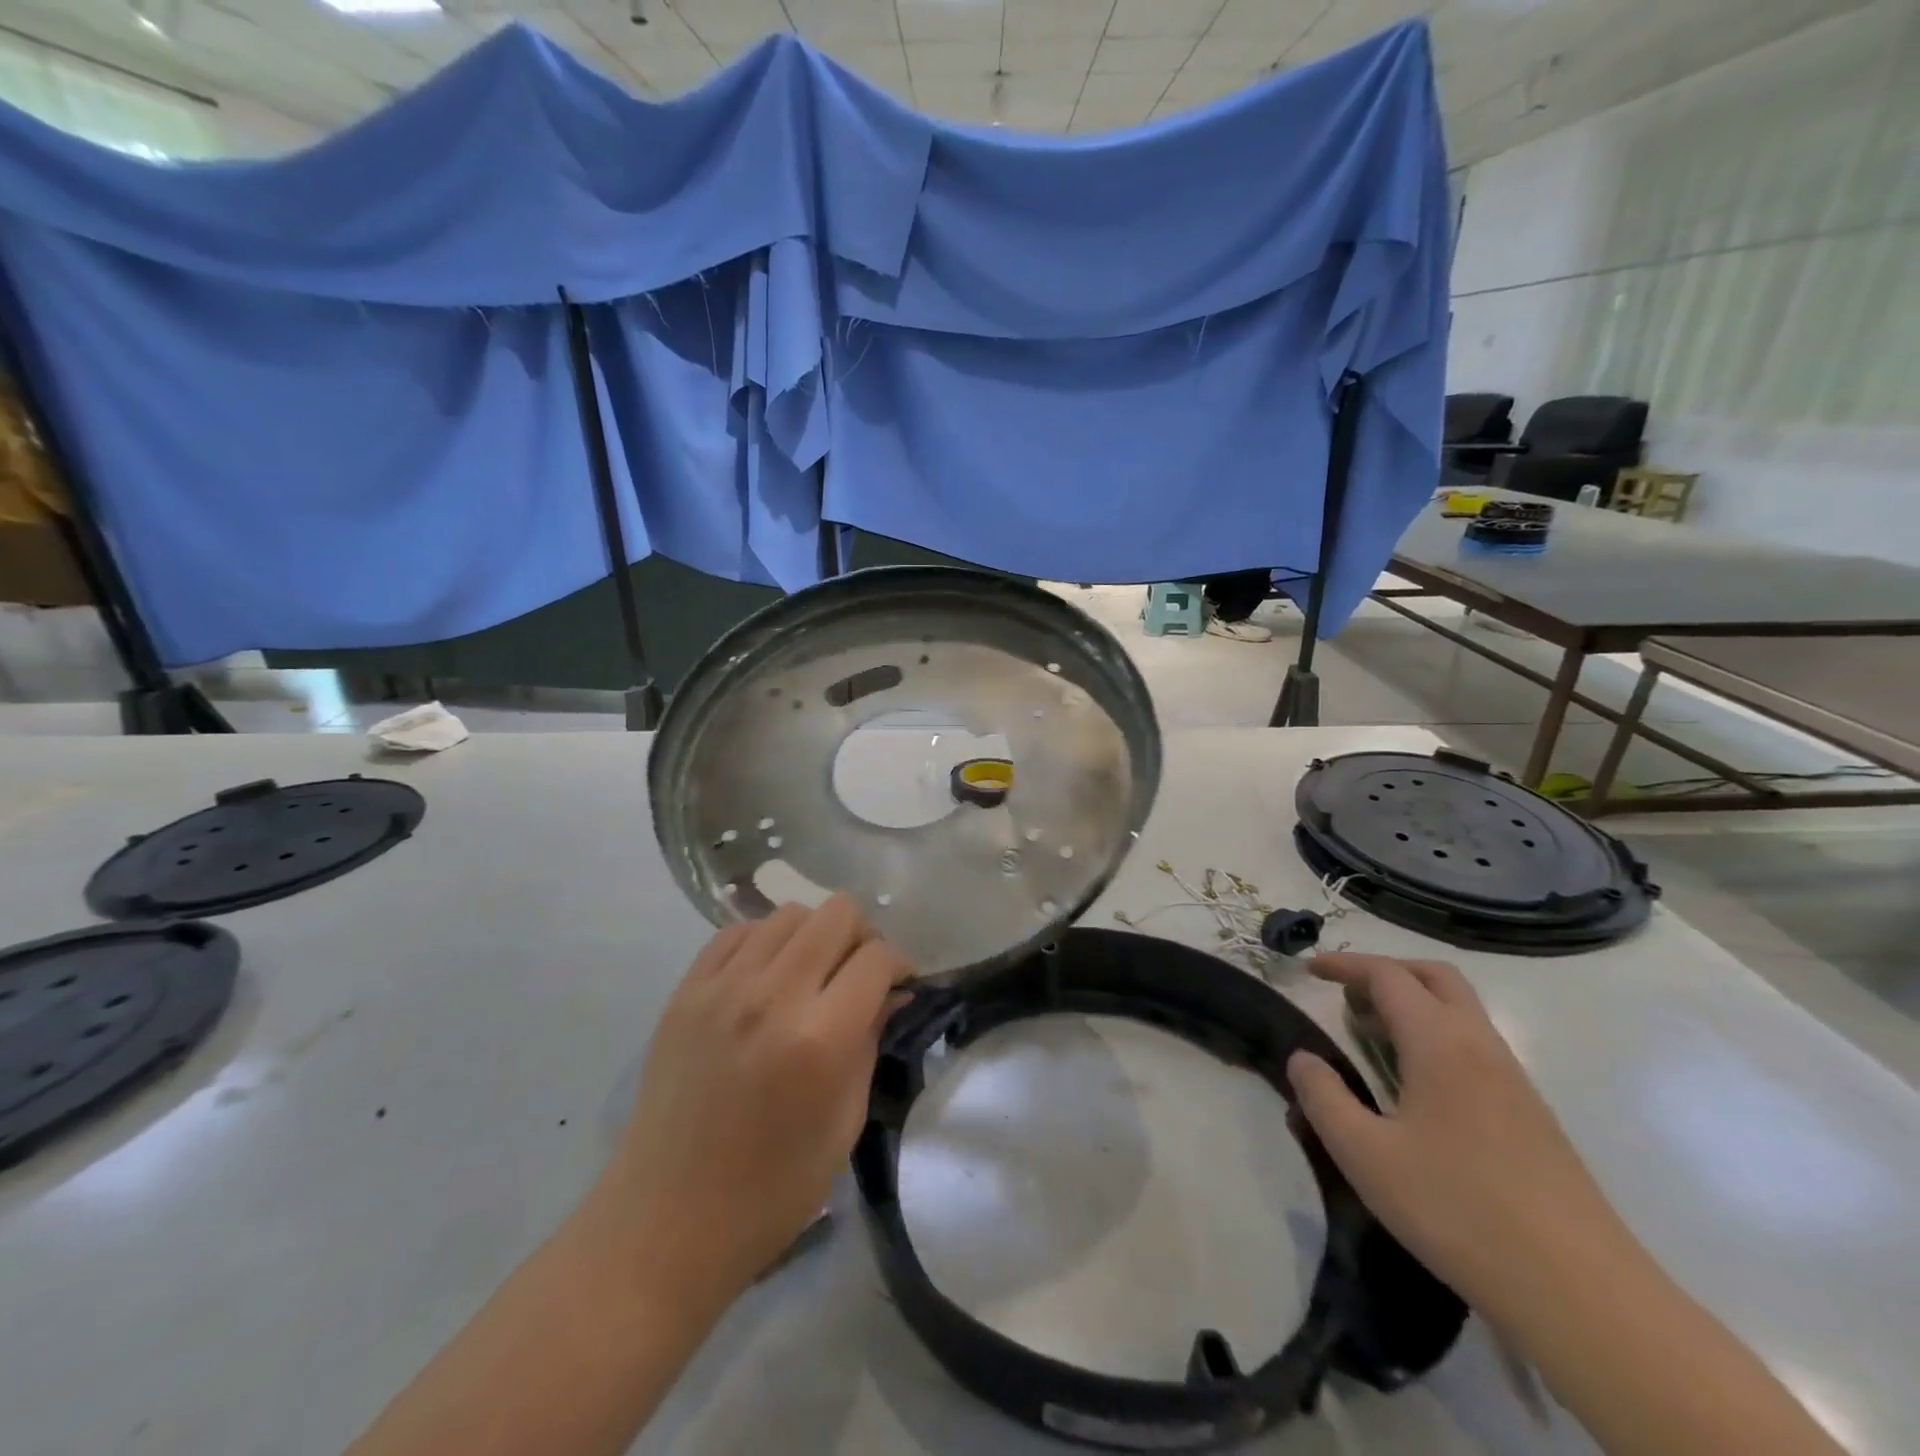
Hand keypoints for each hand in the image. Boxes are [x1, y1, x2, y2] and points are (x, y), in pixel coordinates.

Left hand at [595, 897, 912, 1310]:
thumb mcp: (844, 1123)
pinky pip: (737, 932)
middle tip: (858, 974)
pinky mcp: (685, 991)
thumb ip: (871, 1041)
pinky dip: (765, 942)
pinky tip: (767, 977)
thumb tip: (892, 991)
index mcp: (819, 1038)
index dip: (899, 965)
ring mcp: (722, 988)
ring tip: (812, 974)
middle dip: (862, 937)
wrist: (666, 1223)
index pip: (877, 957)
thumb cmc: (771, 1191)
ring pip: (789, 913)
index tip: (899, 986)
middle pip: (836, 914)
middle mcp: (772, 996)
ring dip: (814, 935)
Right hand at [1286, 952, 1632, 1331]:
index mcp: (1440, 1042)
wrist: (1582, 1294)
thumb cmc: (1458, 1211)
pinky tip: (1415, 1085)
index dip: (1344, 965)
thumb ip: (1323, 1098)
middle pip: (1435, 977)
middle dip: (1387, 971)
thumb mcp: (1365, 1155)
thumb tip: (1303, 1059)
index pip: (1388, 976)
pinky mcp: (1532, 1116)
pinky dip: (1436, 1037)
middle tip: (1346, 994)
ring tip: (1372, 1036)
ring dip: (1413, 1005)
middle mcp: (1480, 1046)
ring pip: (1461, 1012)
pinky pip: (1476, 1046)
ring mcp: (1514, 1081)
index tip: (1308, 969)